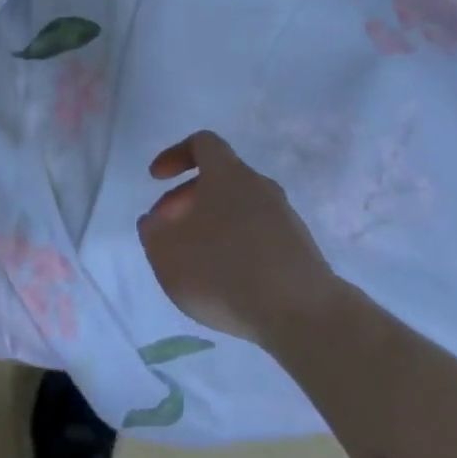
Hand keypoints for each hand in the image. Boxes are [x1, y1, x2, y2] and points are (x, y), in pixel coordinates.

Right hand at [140, 131, 336, 347]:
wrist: (303, 314)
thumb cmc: (224, 271)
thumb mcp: (167, 252)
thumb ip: (153, 231)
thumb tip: (157, 221)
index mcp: (227, 174)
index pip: (202, 143)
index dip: (174, 155)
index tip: (156, 180)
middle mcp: (260, 186)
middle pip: (219, 179)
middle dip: (187, 200)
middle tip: (169, 232)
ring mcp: (285, 218)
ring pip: (239, 209)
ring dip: (212, 226)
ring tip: (195, 263)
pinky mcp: (300, 250)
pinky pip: (259, 236)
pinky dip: (237, 248)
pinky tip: (227, 282)